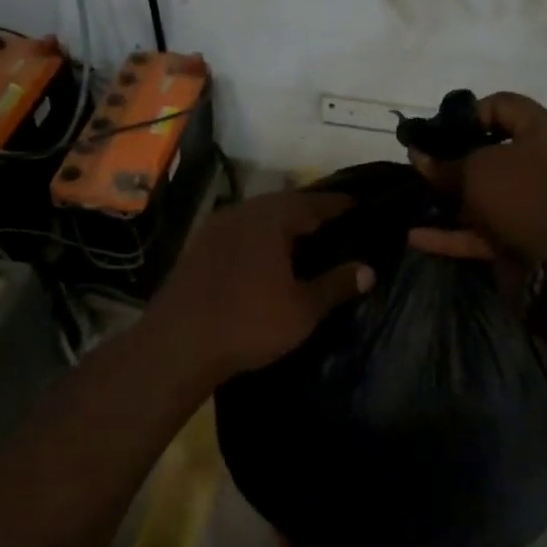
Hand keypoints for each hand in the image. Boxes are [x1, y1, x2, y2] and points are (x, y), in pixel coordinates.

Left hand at [147, 190, 374, 384]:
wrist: (178, 344)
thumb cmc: (249, 323)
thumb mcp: (302, 309)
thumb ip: (337, 285)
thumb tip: (368, 270)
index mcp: (271, 219)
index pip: (314, 202)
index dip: (339, 204)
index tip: (359, 206)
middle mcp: (242, 212)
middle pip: (283, 203)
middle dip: (309, 211)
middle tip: (333, 222)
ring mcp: (215, 228)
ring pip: (257, 216)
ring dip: (280, 223)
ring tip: (302, 238)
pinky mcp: (197, 247)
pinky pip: (238, 231)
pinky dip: (257, 237)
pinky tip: (264, 256)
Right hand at [407, 92, 546, 267]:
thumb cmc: (521, 195)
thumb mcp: (476, 169)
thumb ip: (444, 163)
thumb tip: (419, 156)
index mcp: (544, 130)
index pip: (502, 104)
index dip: (466, 114)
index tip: (437, 133)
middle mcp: (543, 161)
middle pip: (491, 151)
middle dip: (453, 158)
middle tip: (421, 164)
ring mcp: (533, 201)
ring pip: (485, 192)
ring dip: (450, 197)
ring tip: (416, 196)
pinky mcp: (523, 234)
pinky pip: (482, 228)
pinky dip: (452, 232)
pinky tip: (416, 236)